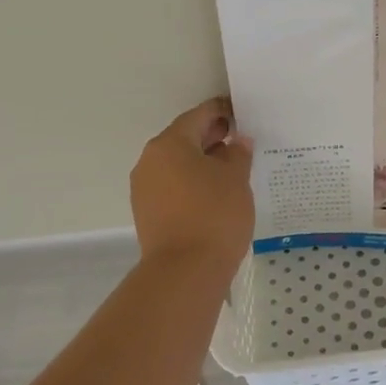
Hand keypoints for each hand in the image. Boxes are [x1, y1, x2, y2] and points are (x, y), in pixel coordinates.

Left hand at [130, 98, 254, 264]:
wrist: (185, 272)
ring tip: (232, 170)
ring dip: (202, 162)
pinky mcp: (148, 213)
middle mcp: (150, 161)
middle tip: (240, 141)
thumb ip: (238, 153)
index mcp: (169, 144)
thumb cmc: (214, 214)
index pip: (198, 116)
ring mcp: (144, 188)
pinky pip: (173, 186)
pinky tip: (215, 193)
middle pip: (184, 139)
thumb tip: (236, 142)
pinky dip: (193, 182)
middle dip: (212, 137)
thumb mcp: (236, 178)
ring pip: (177, 164)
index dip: (221, 112)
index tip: (241, 114)